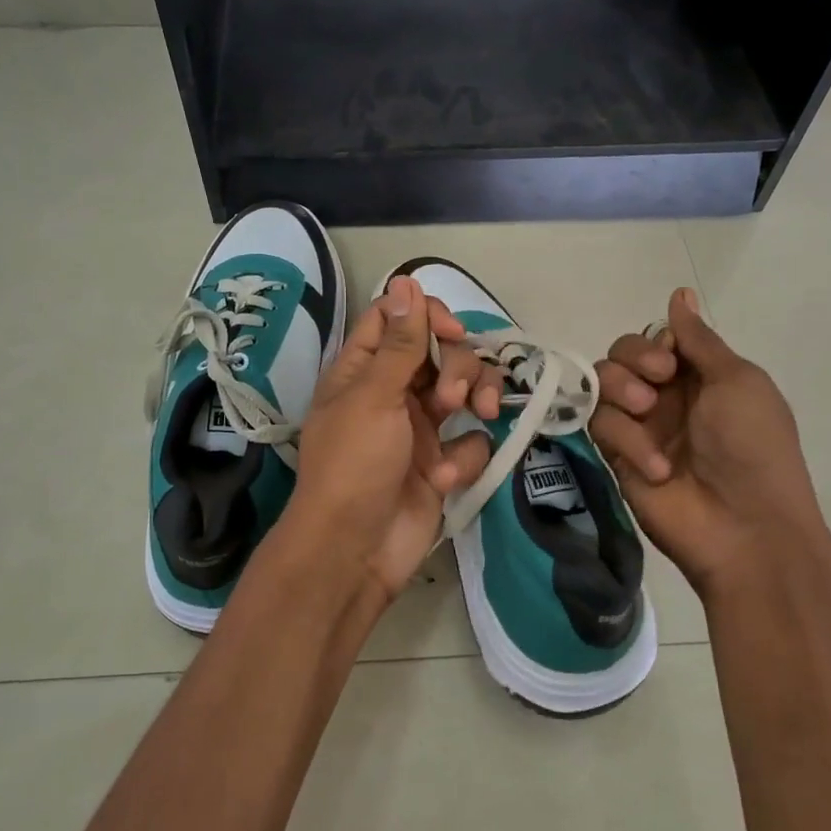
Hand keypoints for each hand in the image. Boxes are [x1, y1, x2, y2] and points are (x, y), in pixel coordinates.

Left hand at [287, 275, 501, 611]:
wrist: (356, 550)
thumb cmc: (354, 465)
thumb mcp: (374, 396)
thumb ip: (399, 342)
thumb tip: (408, 280)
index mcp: (363, 370)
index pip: (397, 319)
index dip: (427, 317)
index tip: (451, 333)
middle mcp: (392, 392)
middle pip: (440, 352)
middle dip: (457, 368)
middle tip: (448, 400)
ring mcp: (419, 428)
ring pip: (465, 391)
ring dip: (475, 400)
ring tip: (476, 420)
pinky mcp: (441, 463)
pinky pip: (470, 441)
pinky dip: (463, 457)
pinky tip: (444, 479)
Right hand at [589, 288, 825, 598]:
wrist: (745, 527)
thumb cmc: (753, 447)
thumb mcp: (737, 381)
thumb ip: (699, 339)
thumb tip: (680, 293)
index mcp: (699, 376)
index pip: (656, 338)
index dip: (654, 342)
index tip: (671, 360)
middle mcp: (664, 396)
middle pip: (620, 355)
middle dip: (632, 360)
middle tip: (656, 383)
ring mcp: (638, 427)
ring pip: (601, 384)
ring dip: (622, 392)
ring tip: (647, 414)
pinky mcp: (616, 456)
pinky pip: (600, 426)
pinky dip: (627, 440)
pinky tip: (657, 467)